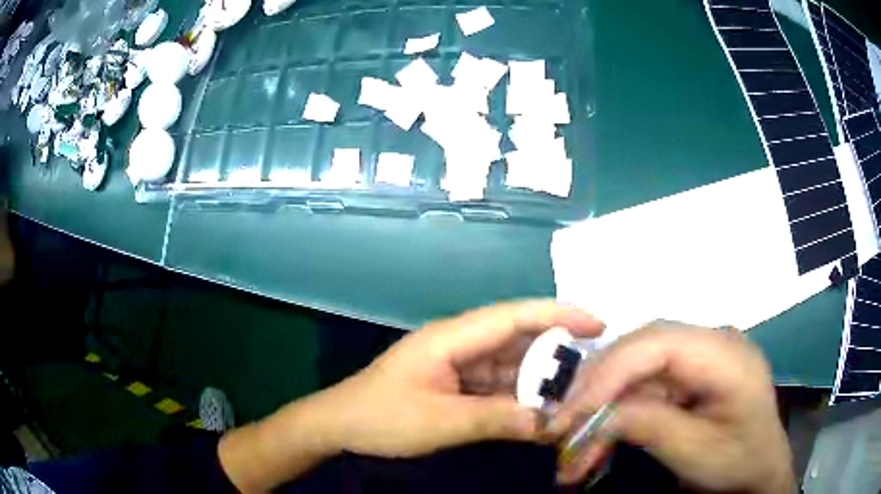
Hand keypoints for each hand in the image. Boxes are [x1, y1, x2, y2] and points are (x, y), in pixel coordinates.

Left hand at [321, 300, 603, 456]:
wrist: (338, 425)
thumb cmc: (382, 418)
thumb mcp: (441, 422)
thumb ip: (496, 420)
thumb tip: (549, 423)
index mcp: (452, 337)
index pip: (515, 316)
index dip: (559, 315)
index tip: (597, 323)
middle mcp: (458, 342)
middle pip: (516, 338)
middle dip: (555, 352)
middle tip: (594, 369)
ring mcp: (456, 363)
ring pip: (508, 363)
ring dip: (537, 378)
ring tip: (573, 393)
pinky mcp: (453, 383)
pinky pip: (494, 383)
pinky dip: (517, 394)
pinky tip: (538, 408)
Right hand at [551, 325, 792, 493]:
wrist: (758, 472)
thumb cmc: (738, 462)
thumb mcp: (695, 452)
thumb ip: (649, 426)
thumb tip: (598, 413)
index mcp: (726, 355)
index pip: (658, 343)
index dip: (610, 372)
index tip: (571, 410)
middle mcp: (712, 343)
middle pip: (643, 348)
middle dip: (598, 386)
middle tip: (562, 422)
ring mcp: (701, 357)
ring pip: (638, 368)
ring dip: (603, 403)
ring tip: (574, 439)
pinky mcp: (690, 375)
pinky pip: (646, 385)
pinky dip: (618, 411)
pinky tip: (600, 437)